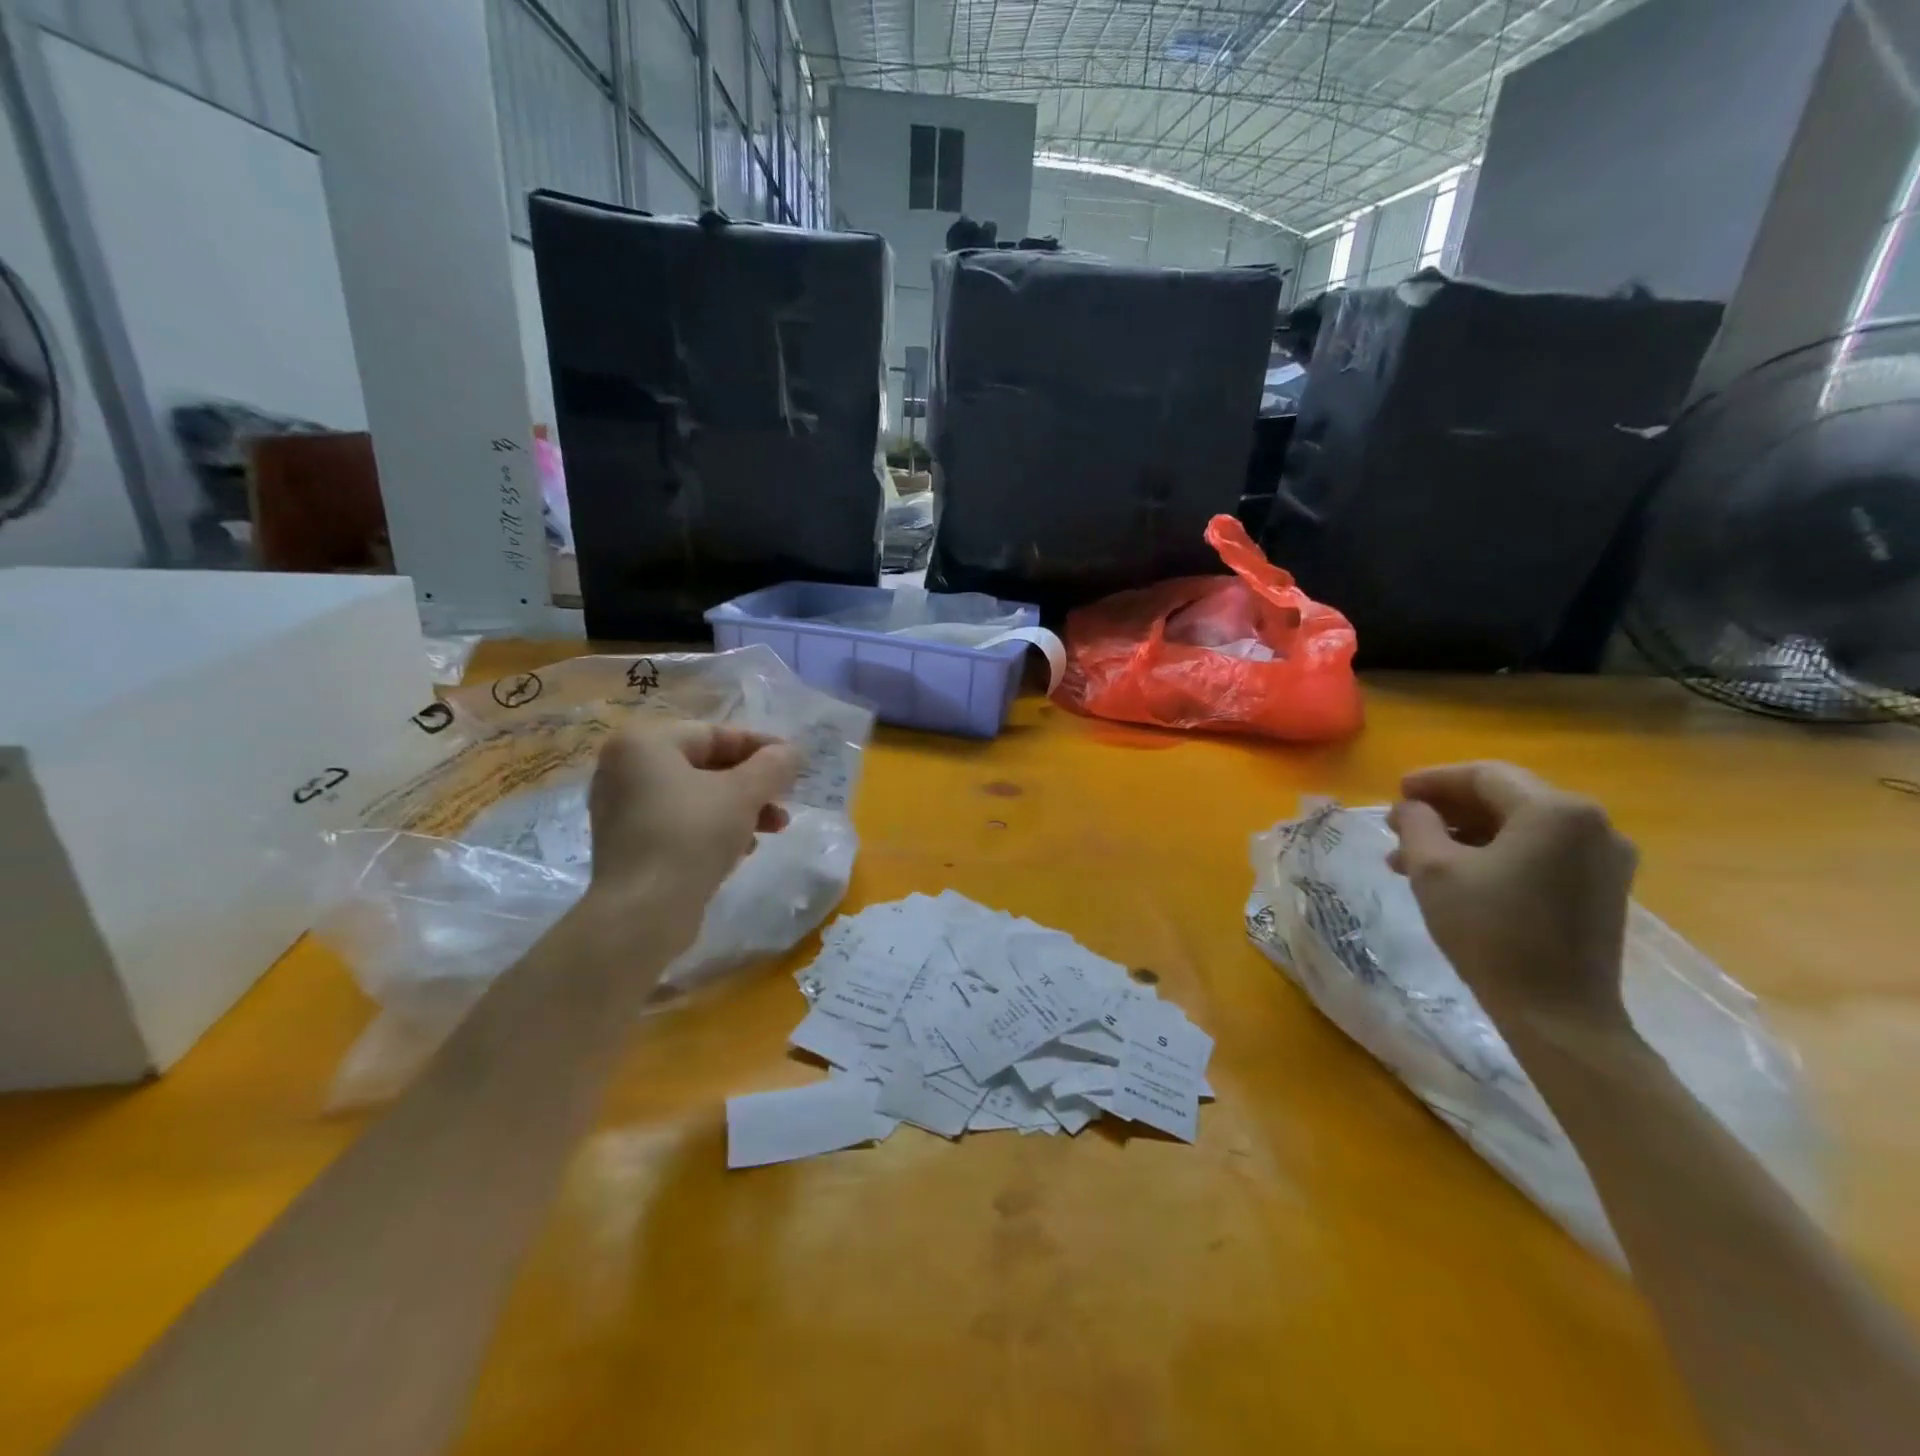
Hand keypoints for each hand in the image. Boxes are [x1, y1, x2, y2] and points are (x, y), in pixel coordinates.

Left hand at [586, 718, 800, 933]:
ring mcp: (622, 807)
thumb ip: (773, 766)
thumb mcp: (744, 794)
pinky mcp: (628, 843)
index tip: (795, 763)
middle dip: (753, 783)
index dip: (761, 747)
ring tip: (774, 828)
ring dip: (740, 808)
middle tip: (785, 799)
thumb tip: (793, 752)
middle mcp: (624, 767)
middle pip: (705, 764)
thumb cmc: (692, 835)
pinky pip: (679, 822)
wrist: (643, 911)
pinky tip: (743, 849)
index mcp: (645, 743)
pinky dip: (713, 828)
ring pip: (695, 796)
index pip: (715, 733)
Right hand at [1386, 761, 1637, 1033]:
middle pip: (1505, 798)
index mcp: (1555, 811)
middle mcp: (1591, 823)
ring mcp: (1604, 858)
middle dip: (1447, 810)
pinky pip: (1540, 852)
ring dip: (1465, 835)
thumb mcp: (1434, 870)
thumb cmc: (1490, 932)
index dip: (1434, 780)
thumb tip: (1411, 808)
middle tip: (1400, 826)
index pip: (1484, 776)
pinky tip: (1457, 875)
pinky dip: (1495, 854)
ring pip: (1520, 828)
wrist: (1558, 1014)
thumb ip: (1417, 824)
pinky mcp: (1602, 888)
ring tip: (1415, 858)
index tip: (1395, 793)